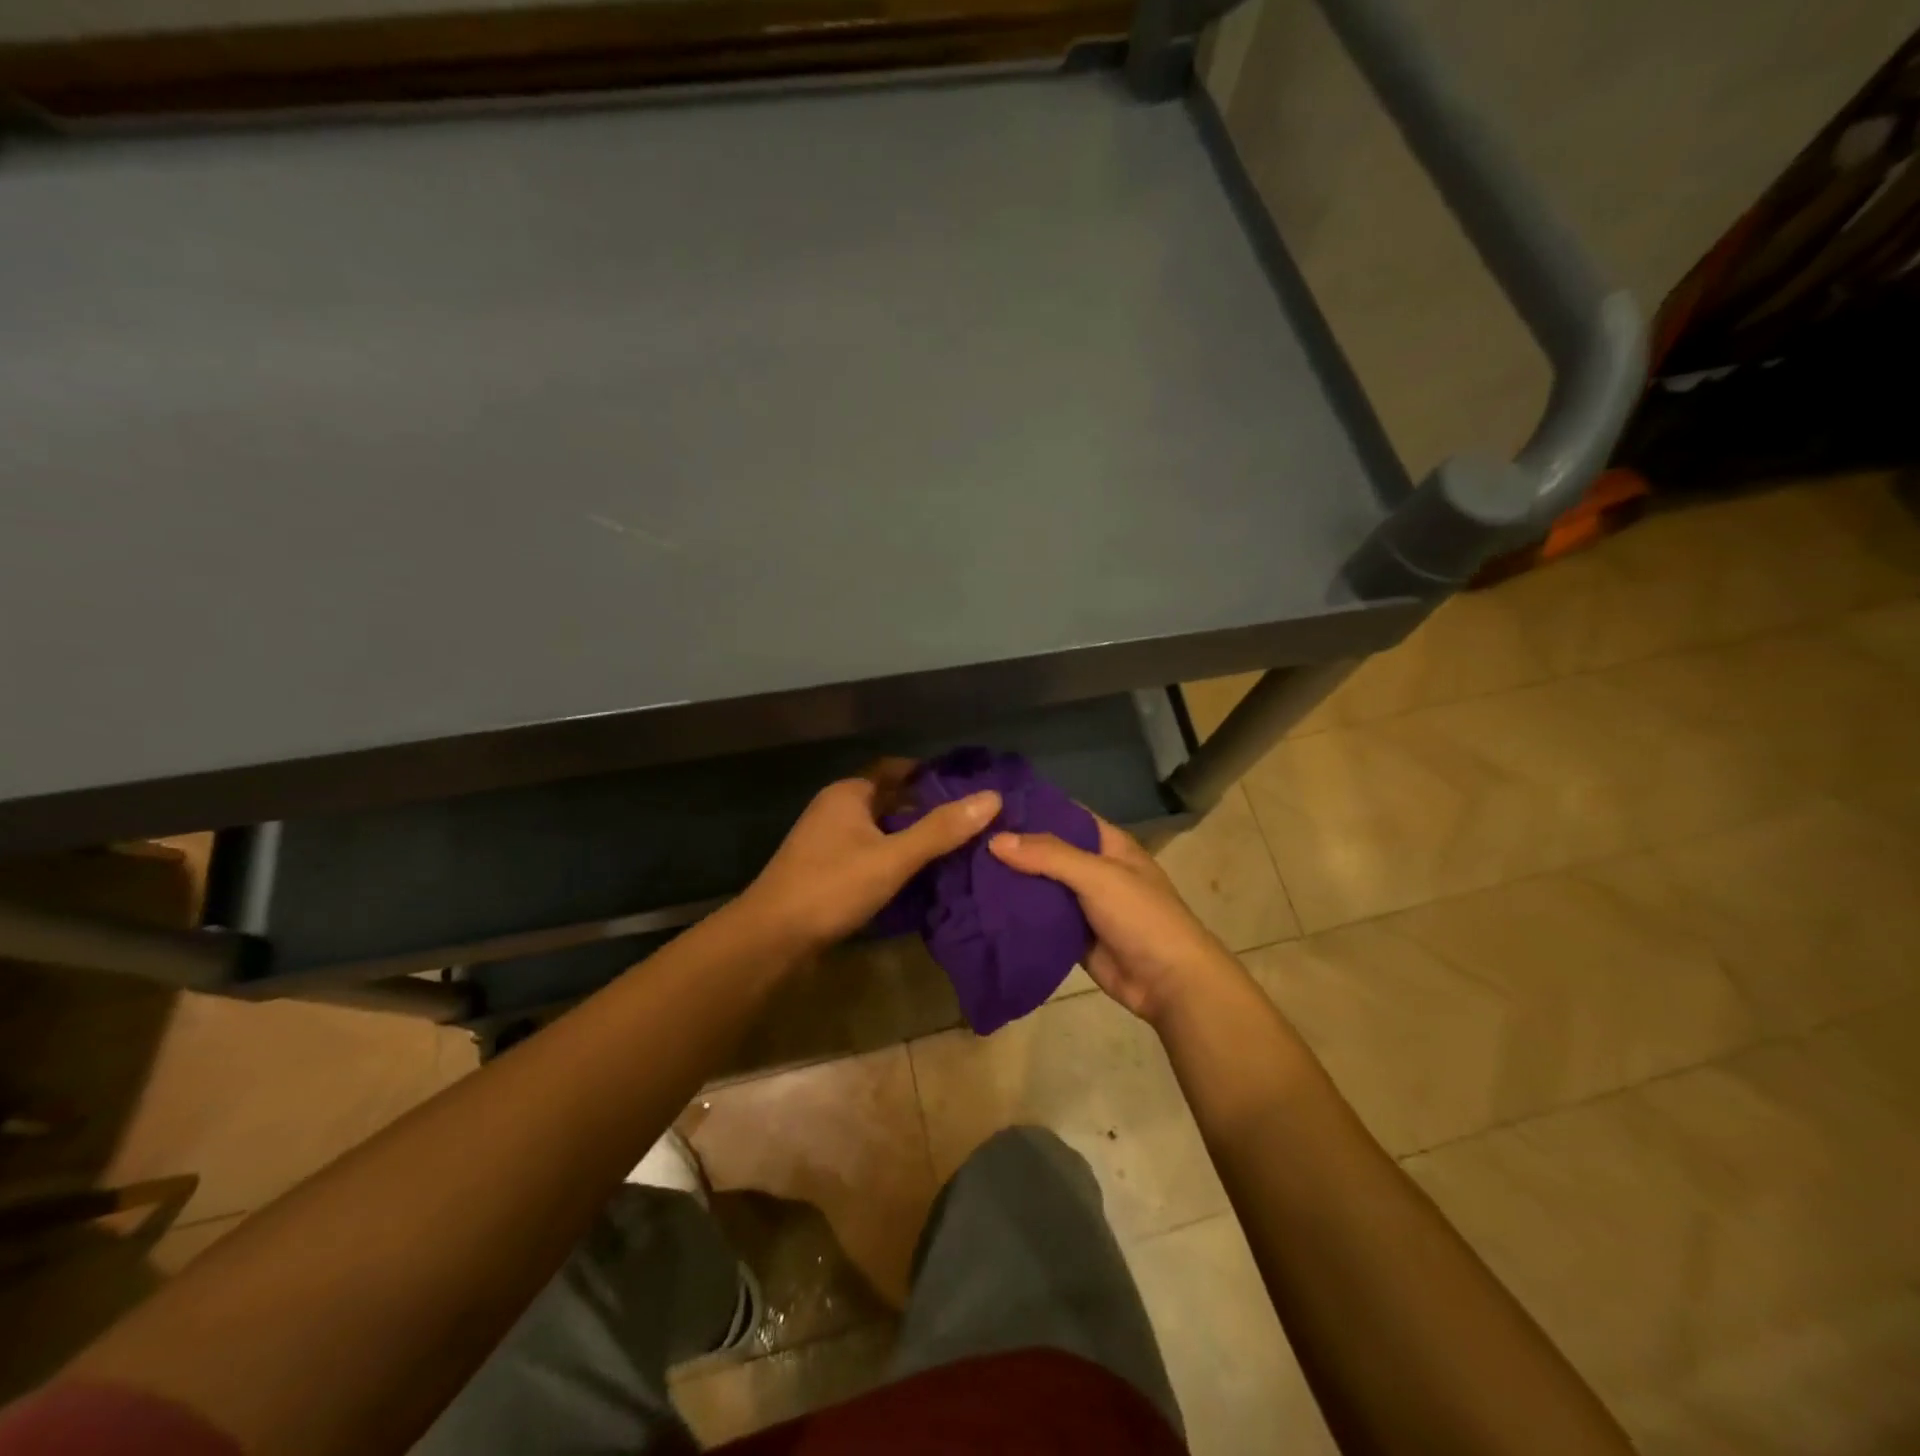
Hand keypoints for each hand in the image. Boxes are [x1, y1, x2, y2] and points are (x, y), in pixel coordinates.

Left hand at [740, 760, 1000, 954]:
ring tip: (955, 845)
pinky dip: (895, 857)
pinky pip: (870, 853)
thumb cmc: (831, 887)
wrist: (771, 939)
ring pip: (880, 828)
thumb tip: (993, 797)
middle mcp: (836, 810)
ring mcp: (828, 842)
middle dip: (925, 806)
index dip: (929, 774)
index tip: (967, 785)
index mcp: (848, 794)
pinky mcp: (827, 872)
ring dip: (911, 834)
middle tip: (970, 818)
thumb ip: (940, 829)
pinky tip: (920, 873)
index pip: (896, 769)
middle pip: (889, 799)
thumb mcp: (892, 857)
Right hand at [988, 815, 1237, 1025]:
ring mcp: (1082, 904)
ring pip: (1040, 886)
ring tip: (962, 868)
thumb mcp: (1098, 876)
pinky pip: (1040, 918)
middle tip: (964, 838)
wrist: (1169, 983)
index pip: (1065, 815)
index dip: (1032, 807)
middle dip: (1013, 846)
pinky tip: (981, 907)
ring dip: (1011, 881)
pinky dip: (1017, 914)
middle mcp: (1094, 869)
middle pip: (1047, 851)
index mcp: (1108, 844)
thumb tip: (995, 839)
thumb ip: (1048, 855)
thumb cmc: (1141, 917)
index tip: (988, 803)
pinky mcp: (1072, 935)